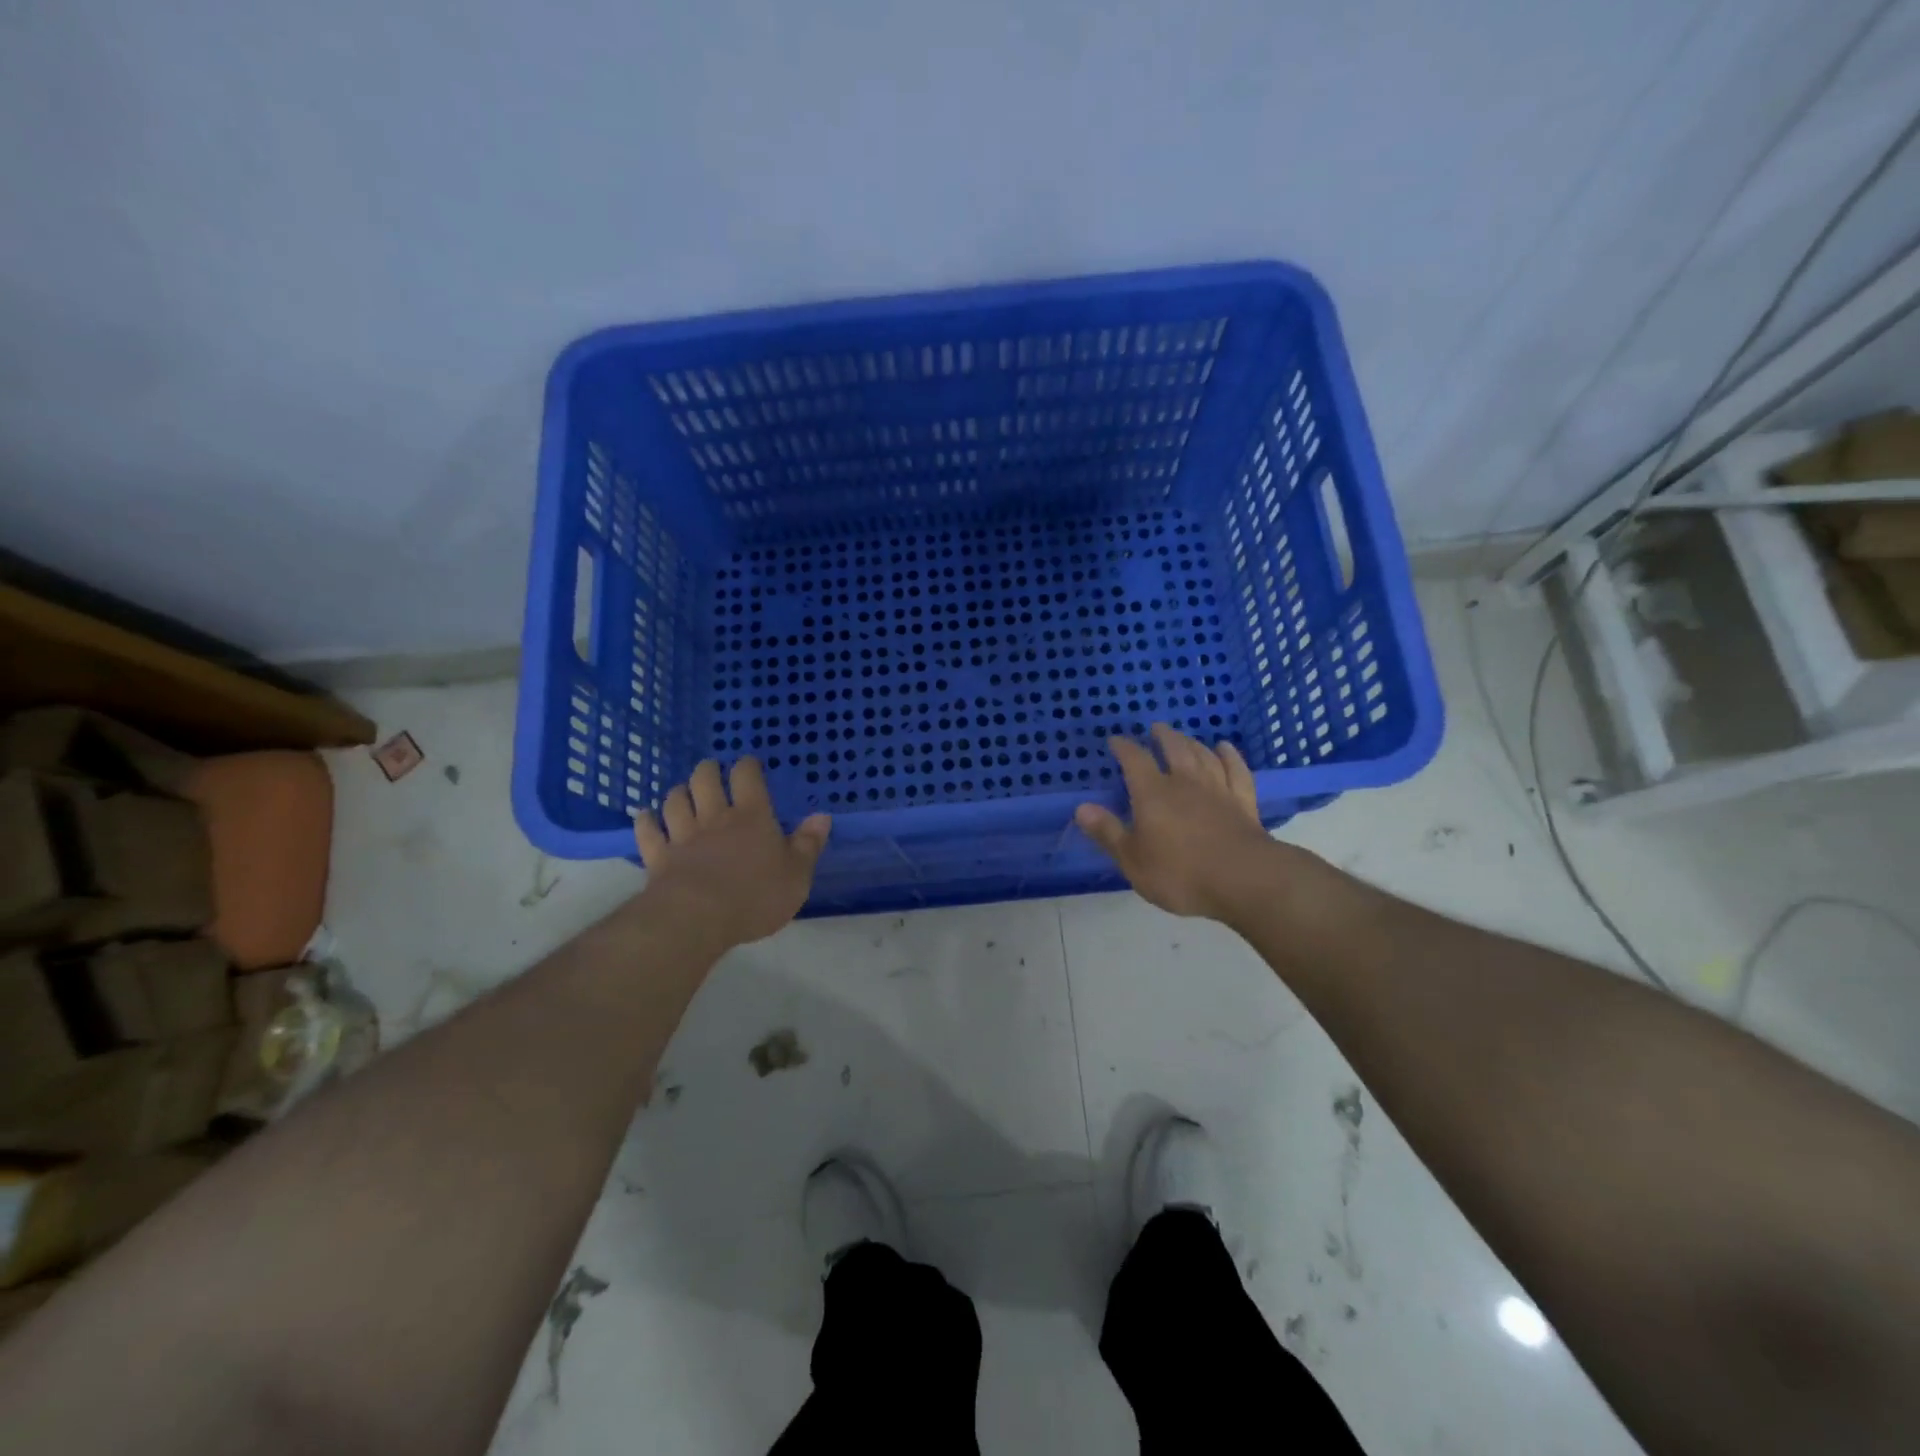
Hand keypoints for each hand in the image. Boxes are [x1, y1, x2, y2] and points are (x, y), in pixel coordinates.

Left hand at [633, 758, 830, 950]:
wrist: (697, 918)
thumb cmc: (756, 896)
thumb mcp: (797, 874)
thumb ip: (808, 844)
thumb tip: (822, 816)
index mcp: (752, 817)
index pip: (747, 777)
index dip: (748, 766)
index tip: (749, 765)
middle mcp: (715, 817)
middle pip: (705, 780)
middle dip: (708, 771)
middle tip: (712, 771)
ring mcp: (683, 836)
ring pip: (675, 801)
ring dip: (678, 792)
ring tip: (683, 792)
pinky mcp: (659, 857)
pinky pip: (648, 831)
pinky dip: (646, 820)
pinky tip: (645, 816)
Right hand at [1076, 723, 1278, 919]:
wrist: (1245, 880)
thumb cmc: (1181, 874)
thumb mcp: (1133, 860)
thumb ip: (1108, 832)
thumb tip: (1081, 808)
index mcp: (1153, 794)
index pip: (1135, 760)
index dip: (1124, 748)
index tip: (1115, 740)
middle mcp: (1185, 783)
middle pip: (1174, 749)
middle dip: (1162, 736)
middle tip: (1155, 728)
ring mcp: (1218, 790)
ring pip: (1203, 756)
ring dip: (1192, 742)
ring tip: (1184, 736)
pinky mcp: (1244, 803)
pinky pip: (1236, 771)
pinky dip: (1230, 756)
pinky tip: (1225, 749)